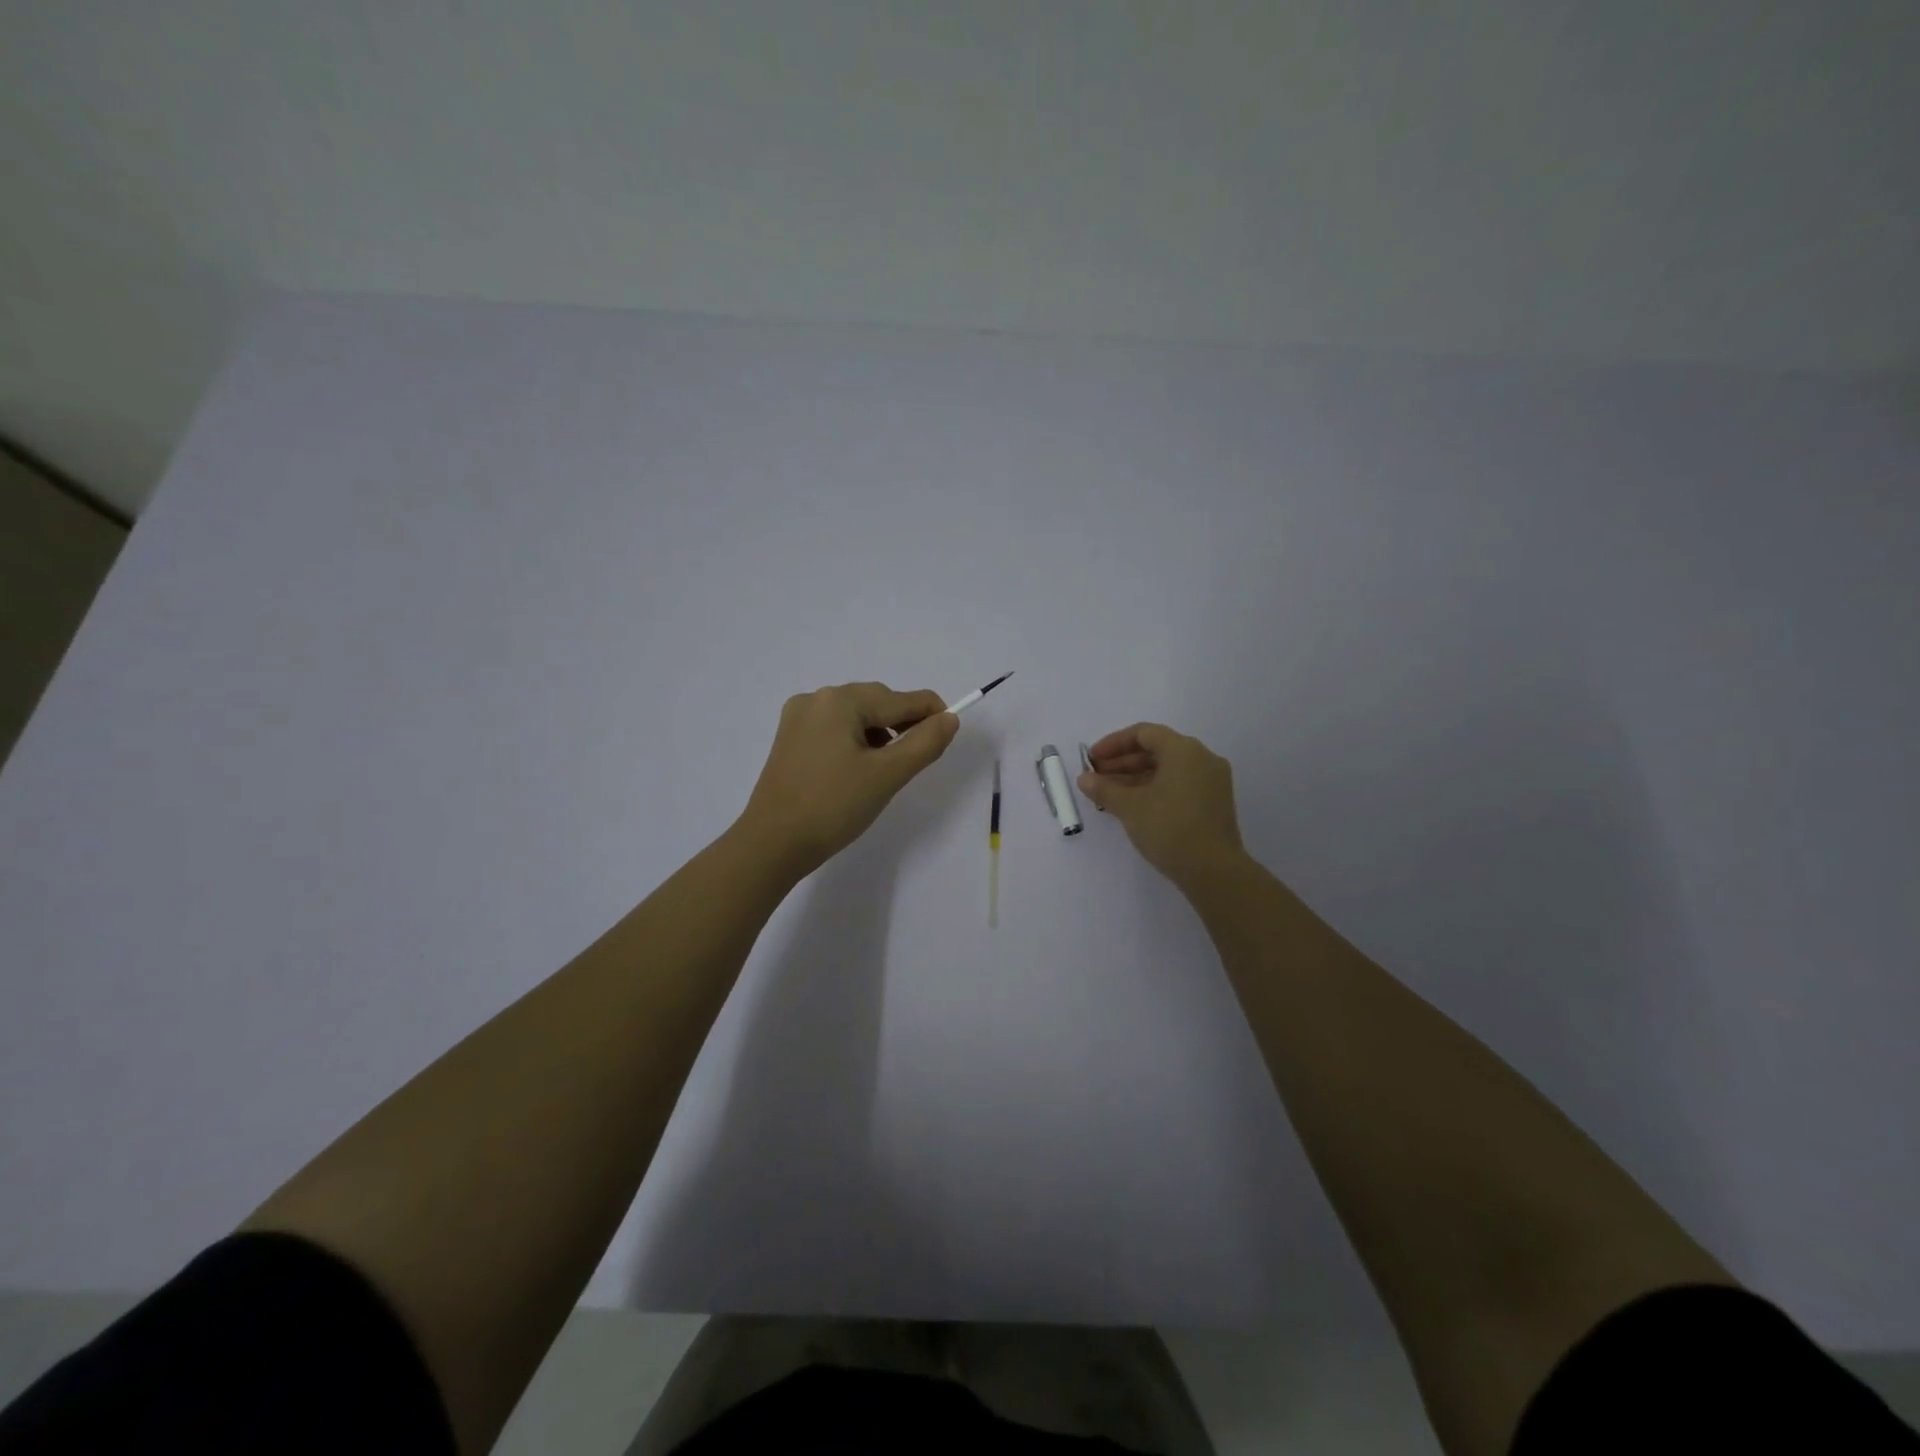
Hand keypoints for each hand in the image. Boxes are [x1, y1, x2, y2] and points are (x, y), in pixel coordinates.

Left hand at [737, 682, 959, 875]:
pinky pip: (835, 729)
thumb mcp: (887, 775)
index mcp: (840, 700)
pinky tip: (860, 770)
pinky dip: (856, 742)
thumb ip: (925, 743)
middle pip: (877, 703)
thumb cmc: (833, 806)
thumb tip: (949, 718)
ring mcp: (798, 718)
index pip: (900, 699)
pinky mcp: (790, 740)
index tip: (950, 735)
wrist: (772, 844)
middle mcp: (816, 699)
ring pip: (856, 717)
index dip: (932, 714)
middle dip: (903, 725)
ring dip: (880, 735)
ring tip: (887, 770)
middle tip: (919, 760)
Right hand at [1079, 722, 1246, 887]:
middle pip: (1156, 750)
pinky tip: (1133, 805)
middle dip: (1123, 762)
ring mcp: (1212, 781)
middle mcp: (1202, 758)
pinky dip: (1154, 789)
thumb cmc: (1169, 828)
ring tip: (1109, 794)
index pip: (1144, 733)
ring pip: (1167, 769)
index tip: (1092, 759)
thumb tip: (1084, 778)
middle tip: (1097, 777)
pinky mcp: (1214, 803)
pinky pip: (1179, 784)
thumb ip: (1104, 788)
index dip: (1113, 743)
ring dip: (1136, 777)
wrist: (1214, 871)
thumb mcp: (1130, 807)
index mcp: (1184, 750)